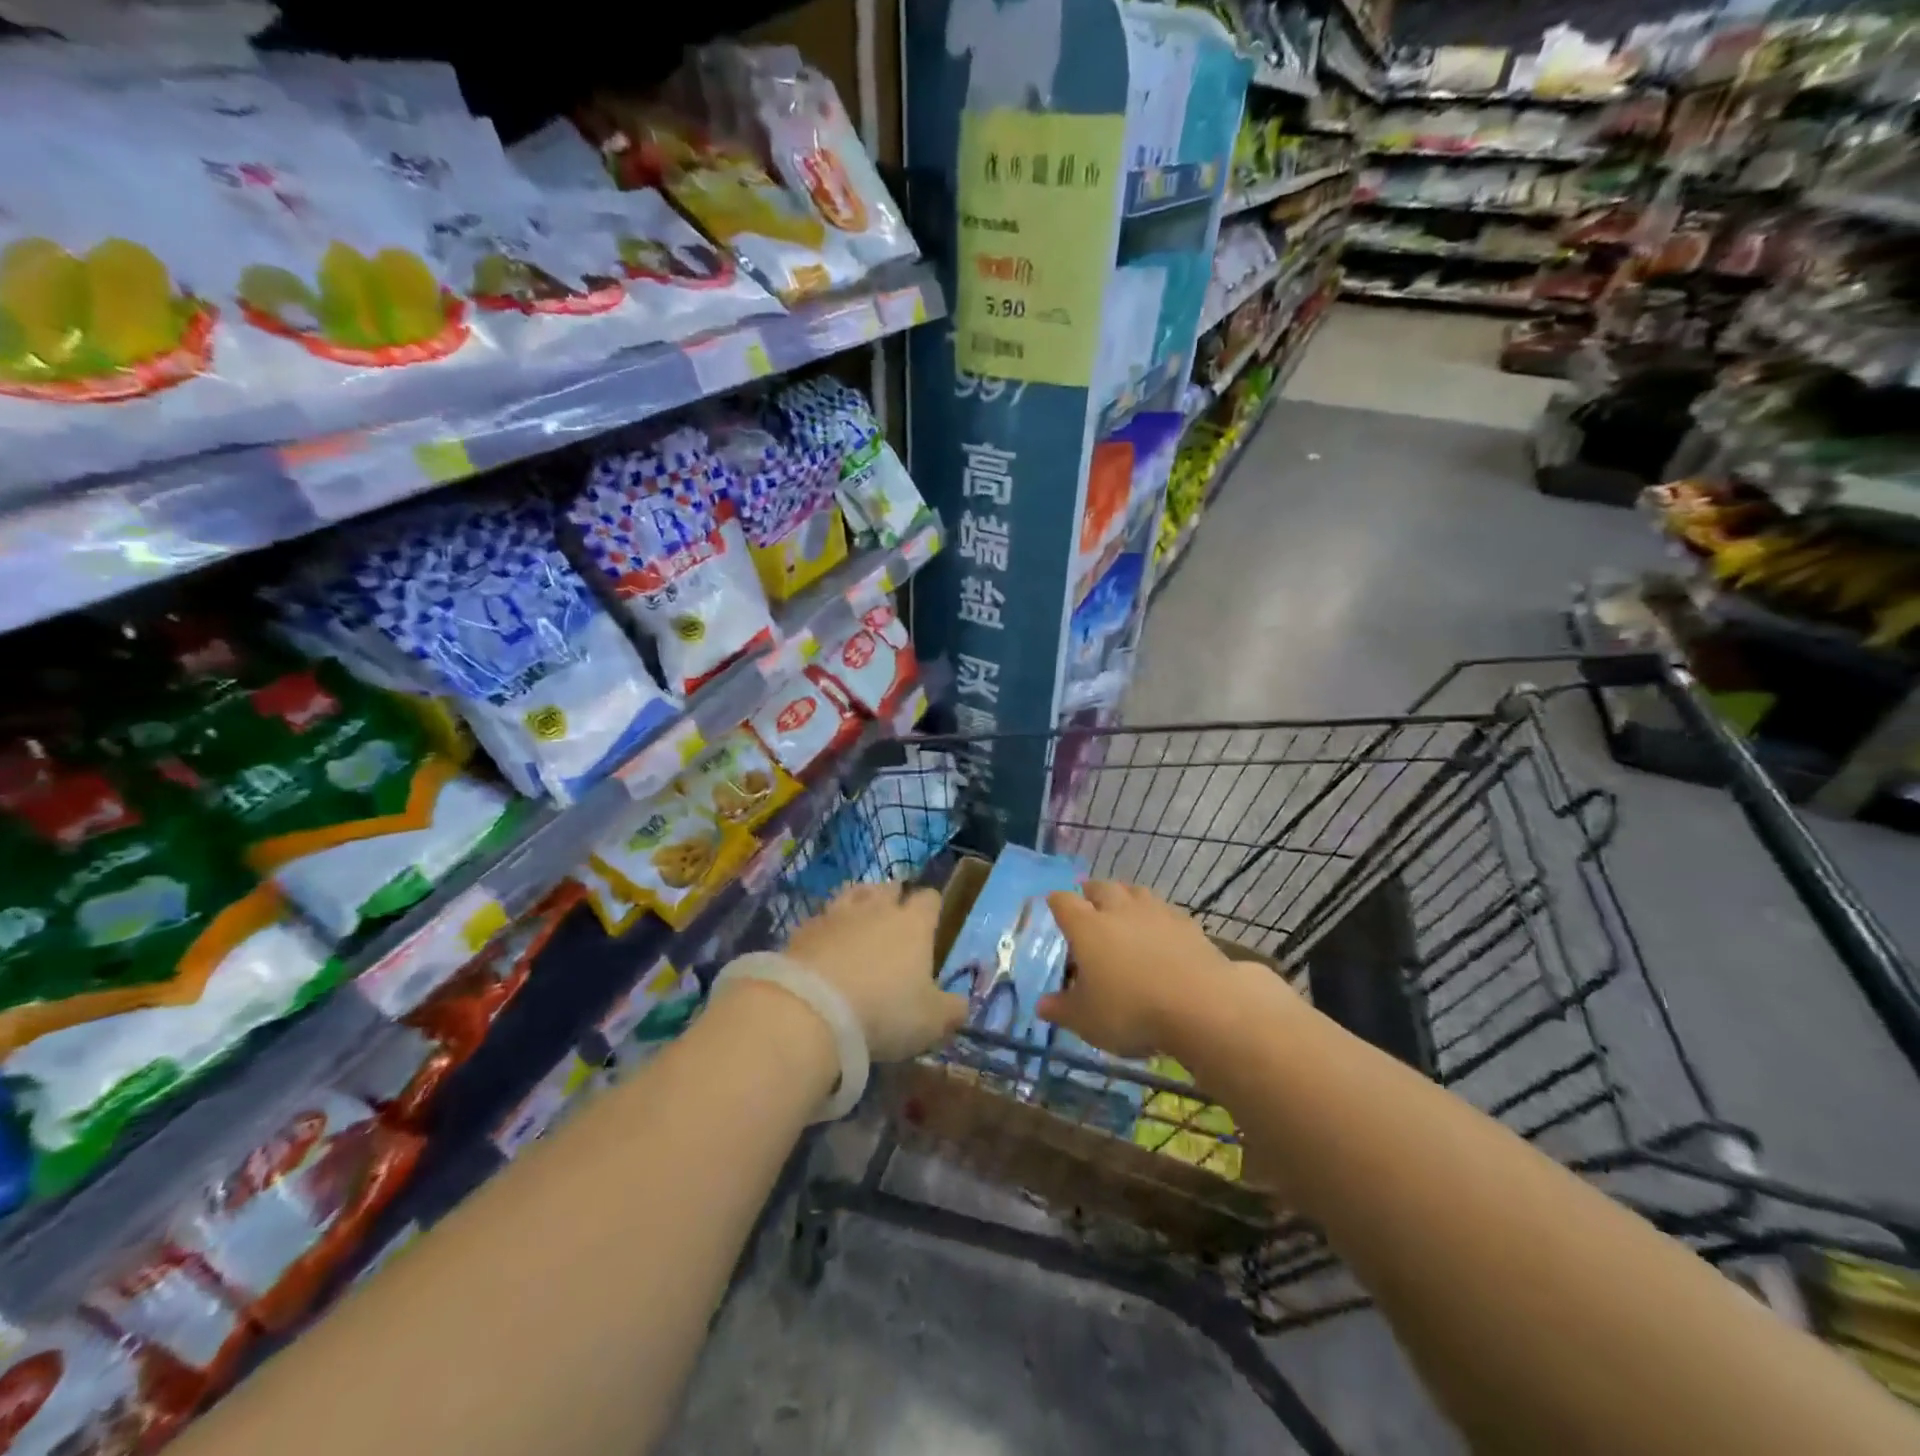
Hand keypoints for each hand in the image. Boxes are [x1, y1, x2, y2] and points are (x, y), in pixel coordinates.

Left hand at [783, 884, 968, 1060]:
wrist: (811, 1010)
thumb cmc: (884, 1011)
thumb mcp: (931, 1022)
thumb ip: (951, 1010)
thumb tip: (962, 1005)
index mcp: (914, 924)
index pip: (929, 899)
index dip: (932, 907)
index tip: (932, 922)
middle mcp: (877, 909)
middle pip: (889, 887)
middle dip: (894, 897)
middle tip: (895, 919)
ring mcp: (837, 914)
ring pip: (853, 893)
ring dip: (859, 902)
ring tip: (860, 920)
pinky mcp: (803, 929)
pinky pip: (821, 918)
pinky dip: (827, 927)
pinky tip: (825, 944)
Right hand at [1038, 881, 1235, 1057]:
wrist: (1201, 1005)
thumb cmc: (1131, 1011)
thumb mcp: (1087, 1020)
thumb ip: (1062, 1010)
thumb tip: (1041, 1005)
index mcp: (1087, 927)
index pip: (1063, 902)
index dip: (1056, 902)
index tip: (1053, 905)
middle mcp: (1118, 910)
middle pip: (1101, 887)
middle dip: (1091, 892)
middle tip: (1087, 903)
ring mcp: (1155, 912)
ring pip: (1135, 891)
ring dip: (1125, 896)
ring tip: (1122, 909)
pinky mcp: (1187, 923)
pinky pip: (1164, 909)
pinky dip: (1155, 914)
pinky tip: (1159, 929)